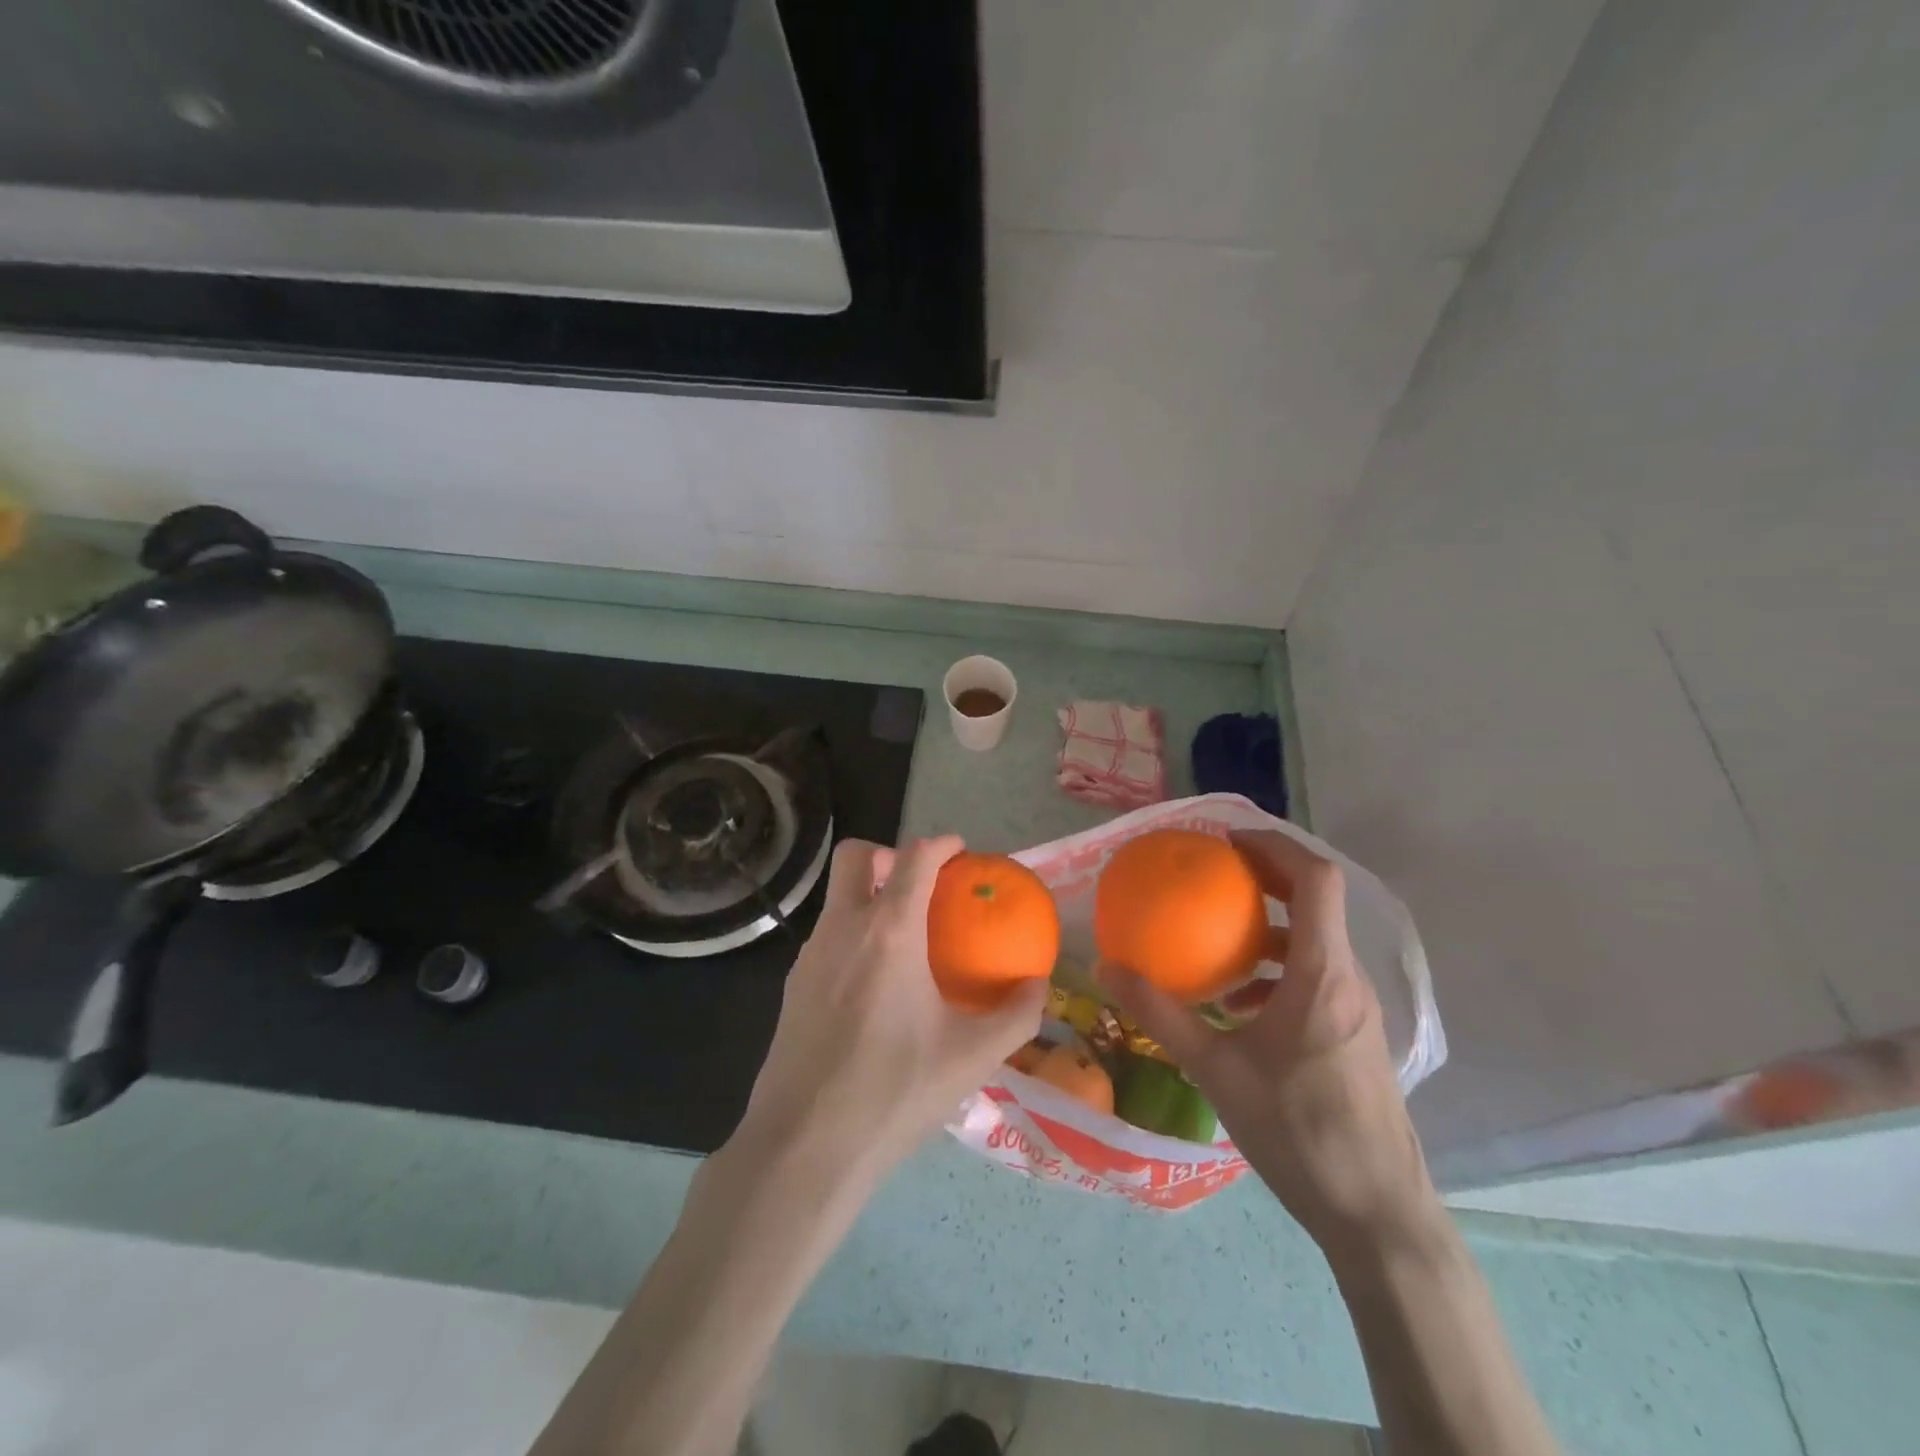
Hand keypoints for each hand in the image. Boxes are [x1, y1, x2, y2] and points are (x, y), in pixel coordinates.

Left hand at [735, 836, 1047, 1184]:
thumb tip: (1040, 984)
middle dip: (888, 854)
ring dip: (869, 896)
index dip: (941, 844)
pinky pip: (827, 936)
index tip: (960, 852)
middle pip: (856, 855)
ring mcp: (810, 955)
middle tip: (919, 885)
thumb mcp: (971, 1057)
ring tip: (905, 940)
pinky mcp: (792, 985)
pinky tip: (875, 987)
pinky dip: (853, 935)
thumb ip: (1017, 1015)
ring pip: (837, 897)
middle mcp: (844, 928)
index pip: (914, 857)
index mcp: (889, 932)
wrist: (804, 1145)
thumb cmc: (894, 1092)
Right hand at [1098, 830, 1435, 1258]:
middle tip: (1213, 873)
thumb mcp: (1216, 1069)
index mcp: (1322, 974)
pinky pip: (1315, 976)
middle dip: (1266, 876)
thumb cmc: (1299, 1132)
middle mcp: (1347, 979)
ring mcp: (1356, 1008)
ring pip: (1315, 941)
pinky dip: (1277, 968)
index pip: (1315, 880)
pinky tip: (1239, 1004)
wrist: (1377, 1214)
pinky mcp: (1354, 1034)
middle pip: (1316, 901)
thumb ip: (1161, 1014)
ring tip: (1218, 937)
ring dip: (1269, 926)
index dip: (1275, 846)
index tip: (1227, 841)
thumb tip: (1106, 968)